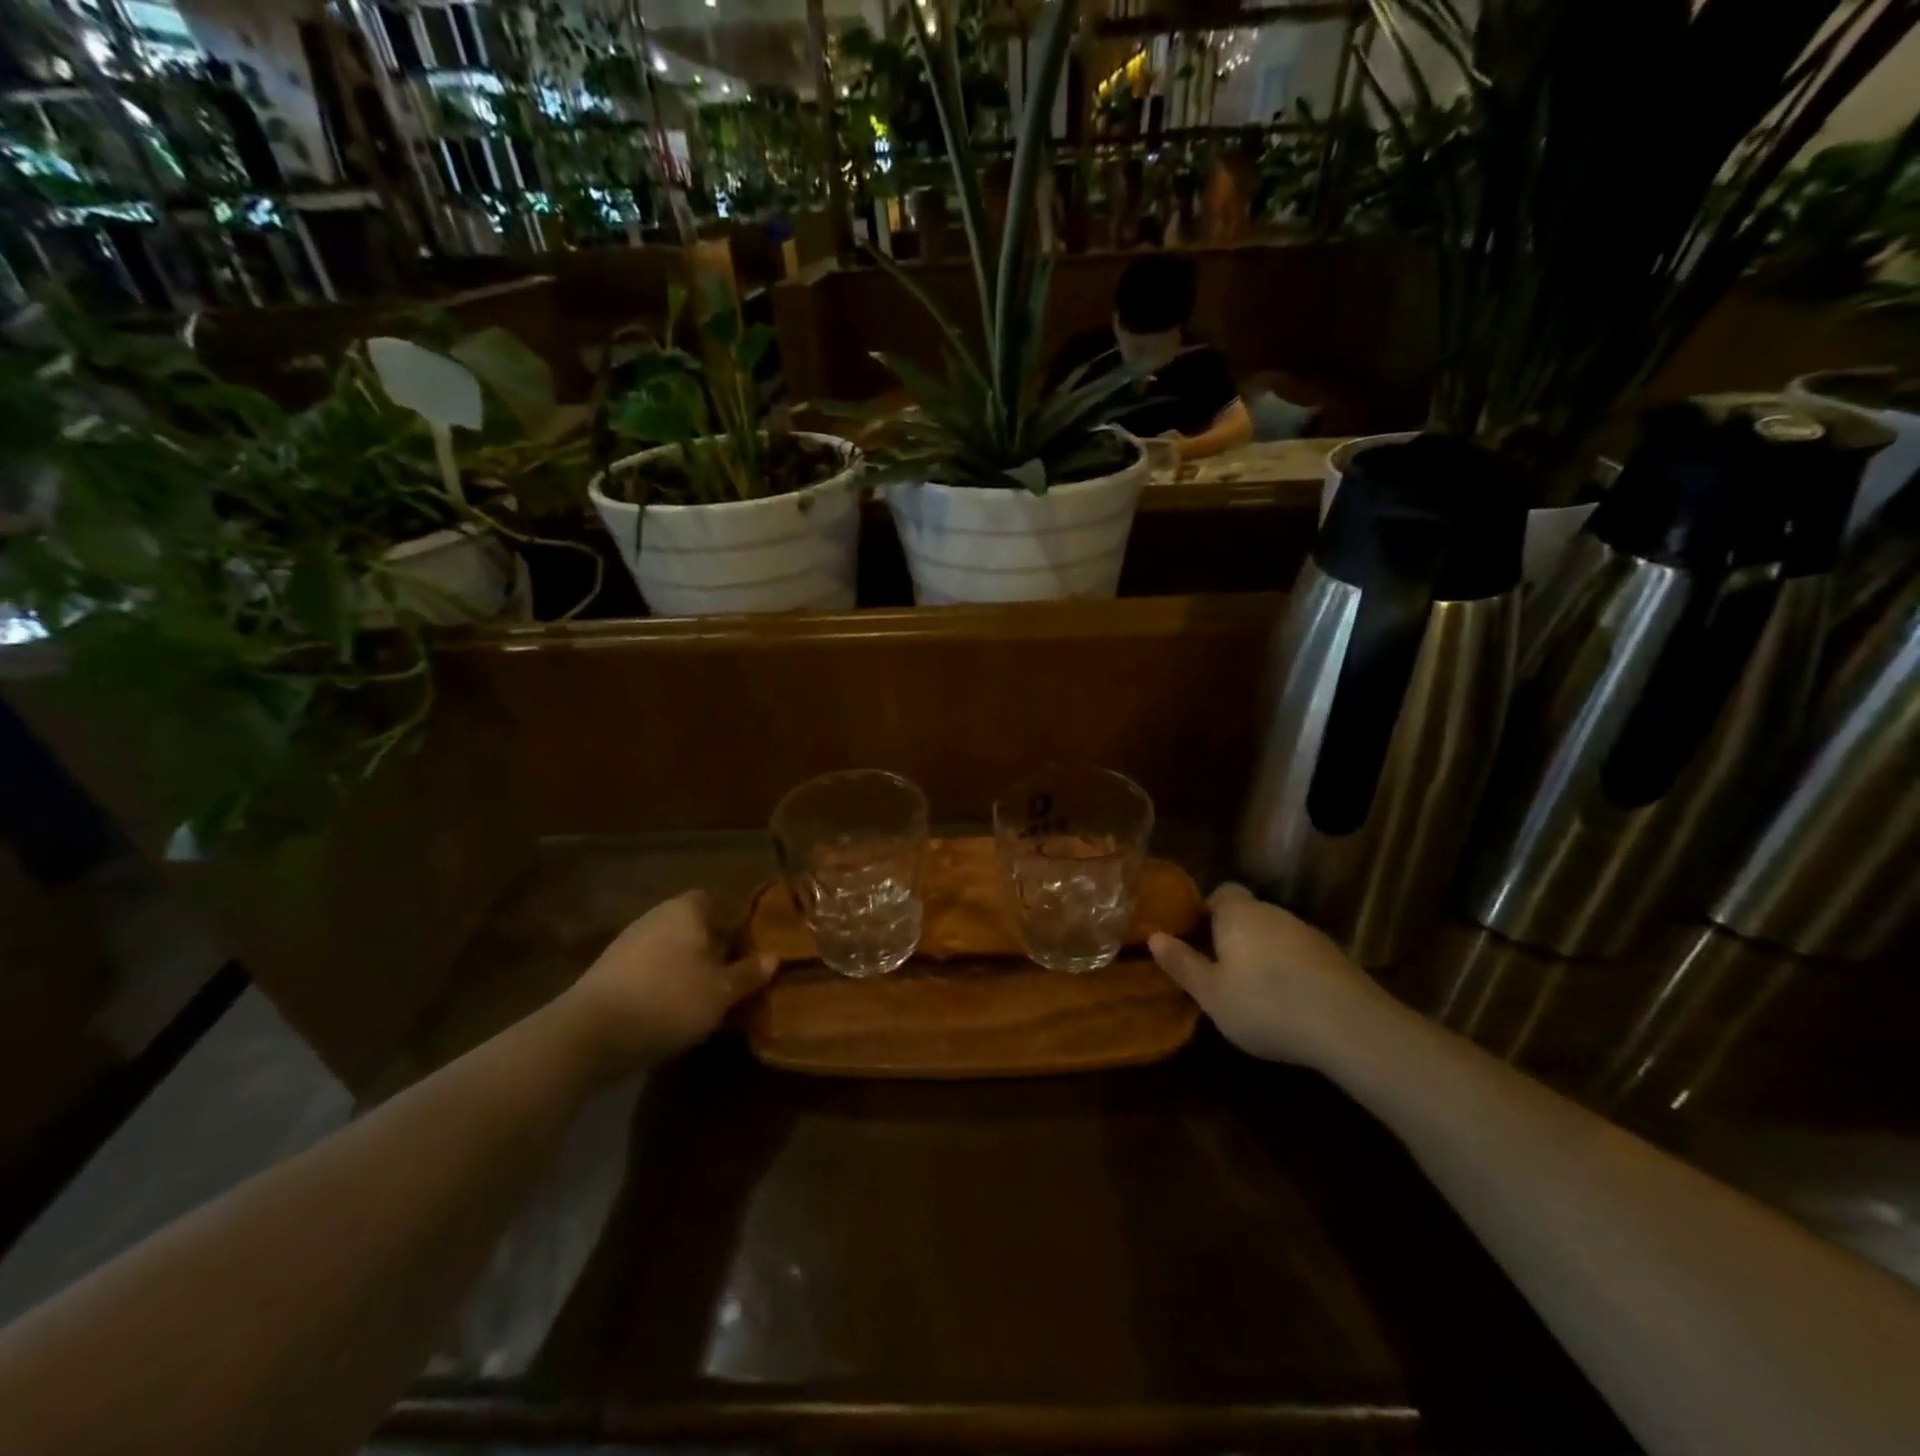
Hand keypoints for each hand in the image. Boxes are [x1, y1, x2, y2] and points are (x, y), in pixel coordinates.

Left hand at [556, 890, 775, 1080]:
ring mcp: (628, 941)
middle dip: (713, 951)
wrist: (588, 1034)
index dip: (737, 928)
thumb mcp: (721, 992)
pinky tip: (669, 1014)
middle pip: (696, 928)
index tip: (750, 955)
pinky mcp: (608, 970)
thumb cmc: (668, 1000)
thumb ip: (749, 973)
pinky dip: (662, 986)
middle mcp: (657, 915)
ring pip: (672, 951)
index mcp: (688, 909)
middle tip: (731, 982)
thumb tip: (774, 957)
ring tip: (704, 1003)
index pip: (720, 903)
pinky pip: (649, 970)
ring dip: (687, 971)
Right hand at [1149, 883, 1390, 1068]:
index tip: (1197, 937)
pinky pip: (1300, 954)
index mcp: (1238, 914)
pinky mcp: (1335, 957)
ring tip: (1254, 990)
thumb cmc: (1266, 1005)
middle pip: (1248, 913)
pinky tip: (1289, 1001)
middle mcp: (1273, 913)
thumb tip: (1154, 936)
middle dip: (1233, 934)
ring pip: (1275, 934)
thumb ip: (1182, 964)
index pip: (1221, 892)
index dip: (1207, 910)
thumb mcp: (1211, 994)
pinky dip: (1290, 969)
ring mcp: (1308, 933)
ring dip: (1263, 953)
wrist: (1351, 1027)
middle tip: (1220, 969)